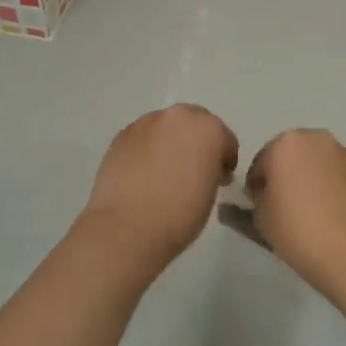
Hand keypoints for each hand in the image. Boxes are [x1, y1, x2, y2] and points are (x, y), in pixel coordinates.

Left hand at [83, 104, 238, 265]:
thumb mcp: (211, 191)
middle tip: (193, 170)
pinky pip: (142, 139)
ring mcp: (145, 124)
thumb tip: (202, 167)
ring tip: (164, 172)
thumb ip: (212, 169)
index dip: (224, 159)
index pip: (224, 138)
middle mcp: (177, 117)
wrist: (126, 228)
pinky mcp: (120, 136)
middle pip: (193, 123)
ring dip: (169, 143)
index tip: (220, 178)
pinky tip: (143, 174)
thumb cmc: (180, 215)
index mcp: (208, 129)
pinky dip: (147, 150)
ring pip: (165, 128)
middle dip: (196, 142)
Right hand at [247, 129, 345, 296]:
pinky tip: (336, 216)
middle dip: (287, 176)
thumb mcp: (260, 220)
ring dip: (313, 180)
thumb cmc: (297, 231)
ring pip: (321, 164)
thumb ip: (245, 206)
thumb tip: (235, 204)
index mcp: (287, 144)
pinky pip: (343, 177)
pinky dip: (336, 189)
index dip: (256, 187)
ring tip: (313, 214)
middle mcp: (319, 140)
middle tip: (285, 209)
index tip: (259, 208)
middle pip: (293, 156)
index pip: (261, 163)